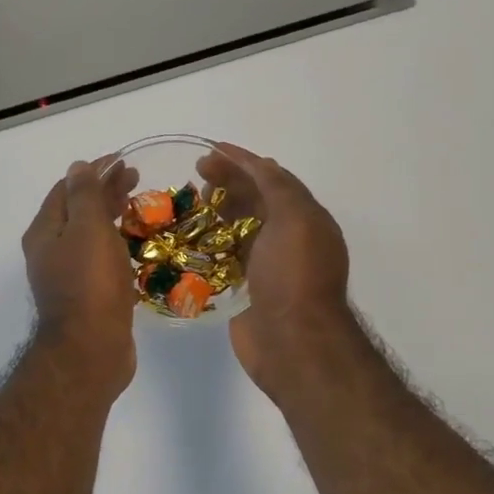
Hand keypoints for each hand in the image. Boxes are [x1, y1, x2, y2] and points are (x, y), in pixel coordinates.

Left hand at [22, 156, 139, 391]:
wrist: (91, 350)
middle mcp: (51, 251)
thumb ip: (84, 195)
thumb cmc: (89, 283)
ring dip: (113, 217)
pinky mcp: (88, 296)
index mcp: (45, 232)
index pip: (67, 188)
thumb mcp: (87, 229)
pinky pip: (101, 260)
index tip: (124, 161)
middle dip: (105, 191)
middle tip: (138, 179)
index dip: (94, 171)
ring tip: (141, 206)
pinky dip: (117, 244)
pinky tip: (138, 245)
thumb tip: (78, 166)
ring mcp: (68, 276)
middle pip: (78, 210)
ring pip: (90, 236)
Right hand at [197, 142, 353, 389]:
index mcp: (306, 219)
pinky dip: (209, 243)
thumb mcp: (294, 219)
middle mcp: (289, 239)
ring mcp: (268, 265)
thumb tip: (258, 163)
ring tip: (189, 204)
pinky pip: (226, 257)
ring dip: (217, 211)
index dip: (243, 161)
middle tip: (195, 174)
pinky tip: (187, 238)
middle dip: (228, 182)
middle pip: (255, 200)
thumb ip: (277, 186)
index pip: (273, 178)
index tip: (210, 151)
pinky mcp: (247, 288)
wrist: (292, 342)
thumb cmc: (293, 276)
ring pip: (239, 227)